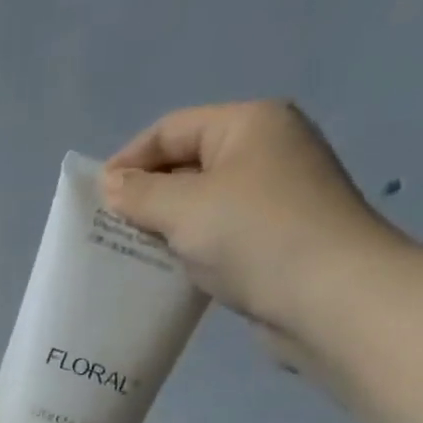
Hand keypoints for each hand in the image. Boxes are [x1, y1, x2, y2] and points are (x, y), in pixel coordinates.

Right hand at [103, 101, 407, 335]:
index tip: (93, 201)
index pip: (172, 129)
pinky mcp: (274, 241)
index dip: (128, 160)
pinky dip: (188, 251)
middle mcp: (265, 151)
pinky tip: (166, 274)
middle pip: (187, 165)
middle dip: (144, 197)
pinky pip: (217, 237)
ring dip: (163, 228)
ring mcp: (273, 198)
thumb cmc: (254, 236)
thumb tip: (111, 184)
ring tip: (128, 257)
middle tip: (106, 233)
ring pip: (200, 206)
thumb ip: (141, 194)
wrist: (328, 297)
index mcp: (249, 125)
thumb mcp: (185, 208)